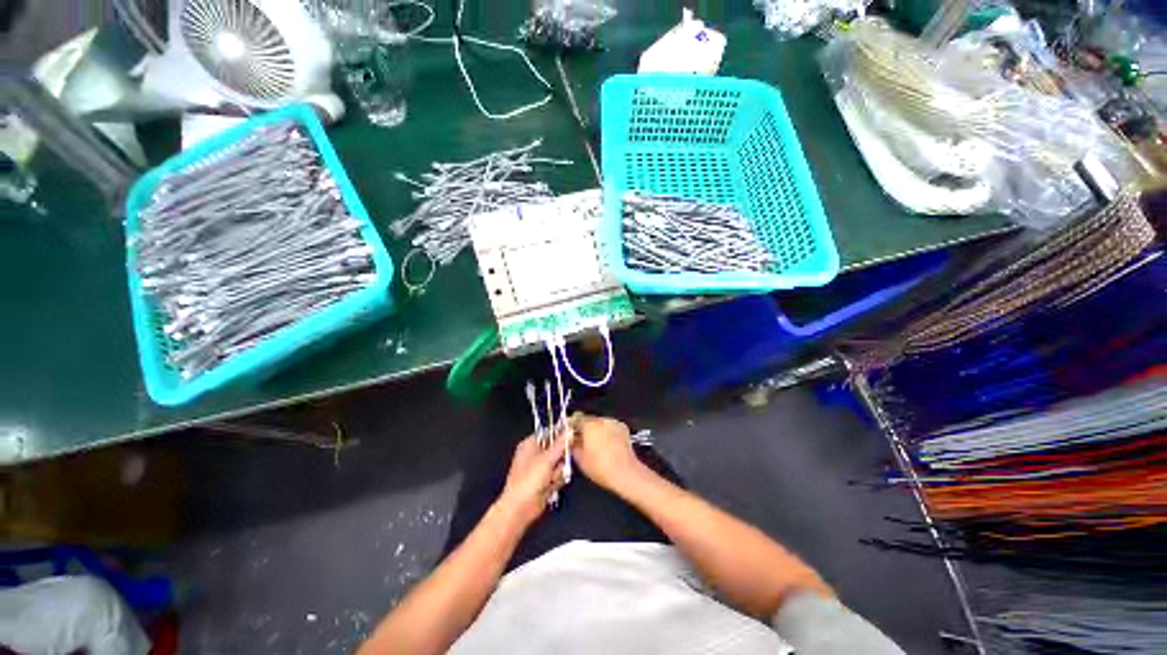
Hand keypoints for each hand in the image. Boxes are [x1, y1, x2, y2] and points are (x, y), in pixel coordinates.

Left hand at [496, 434, 567, 526]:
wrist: (520, 508)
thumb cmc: (529, 480)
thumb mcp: (547, 459)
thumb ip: (560, 444)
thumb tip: (570, 430)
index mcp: (530, 443)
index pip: (549, 432)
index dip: (560, 435)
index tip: (571, 438)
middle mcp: (534, 453)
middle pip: (556, 448)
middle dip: (560, 457)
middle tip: (559, 464)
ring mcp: (539, 468)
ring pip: (558, 463)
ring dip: (558, 471)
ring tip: (552, 478)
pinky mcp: (543, 480)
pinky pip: (557, 475)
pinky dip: (556, 480)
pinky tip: (551, 486)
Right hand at [569, 414, 645, 492]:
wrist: (625, 472)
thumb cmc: (600, 467)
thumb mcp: (580, 459)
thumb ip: (573, 445)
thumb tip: (572, 440)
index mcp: (588, 425)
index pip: (575, 419)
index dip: (571, 427)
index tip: (570, 433)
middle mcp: (601, 420)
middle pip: (588, 420)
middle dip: (584, 429)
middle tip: (583, 441)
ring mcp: (613, 422)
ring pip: (600, 423)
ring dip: (596, 430)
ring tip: (597, 445)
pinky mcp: (622, 427)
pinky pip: (610, 427)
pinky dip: (607, 432)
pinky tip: (608, 444)